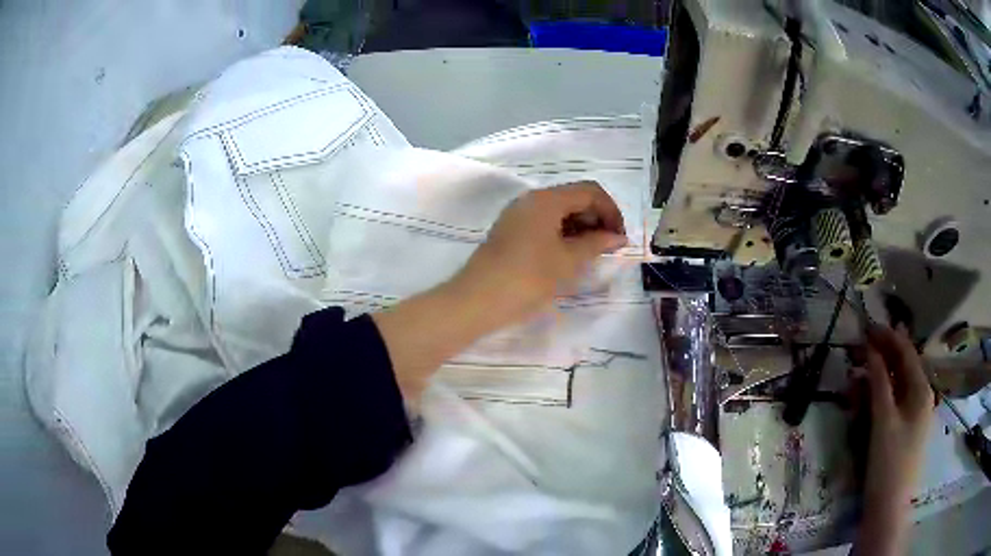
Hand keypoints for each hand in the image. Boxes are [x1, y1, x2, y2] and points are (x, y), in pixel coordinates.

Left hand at [448, 181, 627, 329]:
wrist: (477, 301)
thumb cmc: (527, 278)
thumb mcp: (568, 261)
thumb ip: (596, 244)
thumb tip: (618, 237)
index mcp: (546, 199)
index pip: (590, 191)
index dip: (611, 212)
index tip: (620, 239)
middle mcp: (531, 199)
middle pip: (574, 198)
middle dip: (597, 219)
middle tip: (608, 248)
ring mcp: (518, 215)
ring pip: (559, 211)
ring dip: (580, 228)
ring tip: (592, 255)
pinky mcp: (511, 231)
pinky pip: (544, 224)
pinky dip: (563, 234)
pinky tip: (570, 256)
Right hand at [855, 325, 933, 554]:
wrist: (887, 510)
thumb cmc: (889, 463)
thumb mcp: (884, 421)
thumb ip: (880, 382)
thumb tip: (871, 349)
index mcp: (921, 390)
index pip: (906, 352)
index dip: (888, 336)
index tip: (867, 326)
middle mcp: (920, 397)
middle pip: (901, 368)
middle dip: (881, 357)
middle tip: (858, 348)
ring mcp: (912, 416)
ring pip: (894, 387)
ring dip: (876, 379)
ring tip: (855, 376)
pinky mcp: (902, 431)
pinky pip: (891, 406)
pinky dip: (877, 399)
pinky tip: (863, 399)